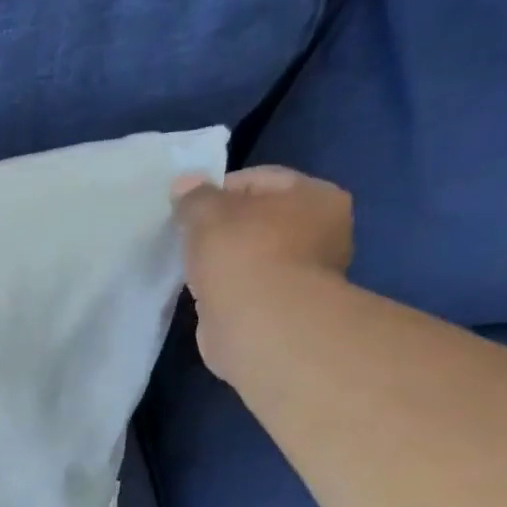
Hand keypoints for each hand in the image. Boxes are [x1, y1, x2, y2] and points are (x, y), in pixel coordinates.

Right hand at [171, 166, 353, 380]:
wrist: (260, 326)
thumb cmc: (243, 255)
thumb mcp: (208, 212)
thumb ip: (194, 196)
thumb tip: (184, 184)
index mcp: (317, 196)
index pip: (260, 180)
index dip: (219, 190)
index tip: (187, 210)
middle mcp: (322, 232)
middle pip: (259, 220)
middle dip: (224, 229)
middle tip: (188, 239)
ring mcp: (305, 275)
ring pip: (253, 257)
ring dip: (225, 262)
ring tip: (193, 269)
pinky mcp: (283, 310)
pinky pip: (247, 289)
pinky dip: (228, 290)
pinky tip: (206, 295)